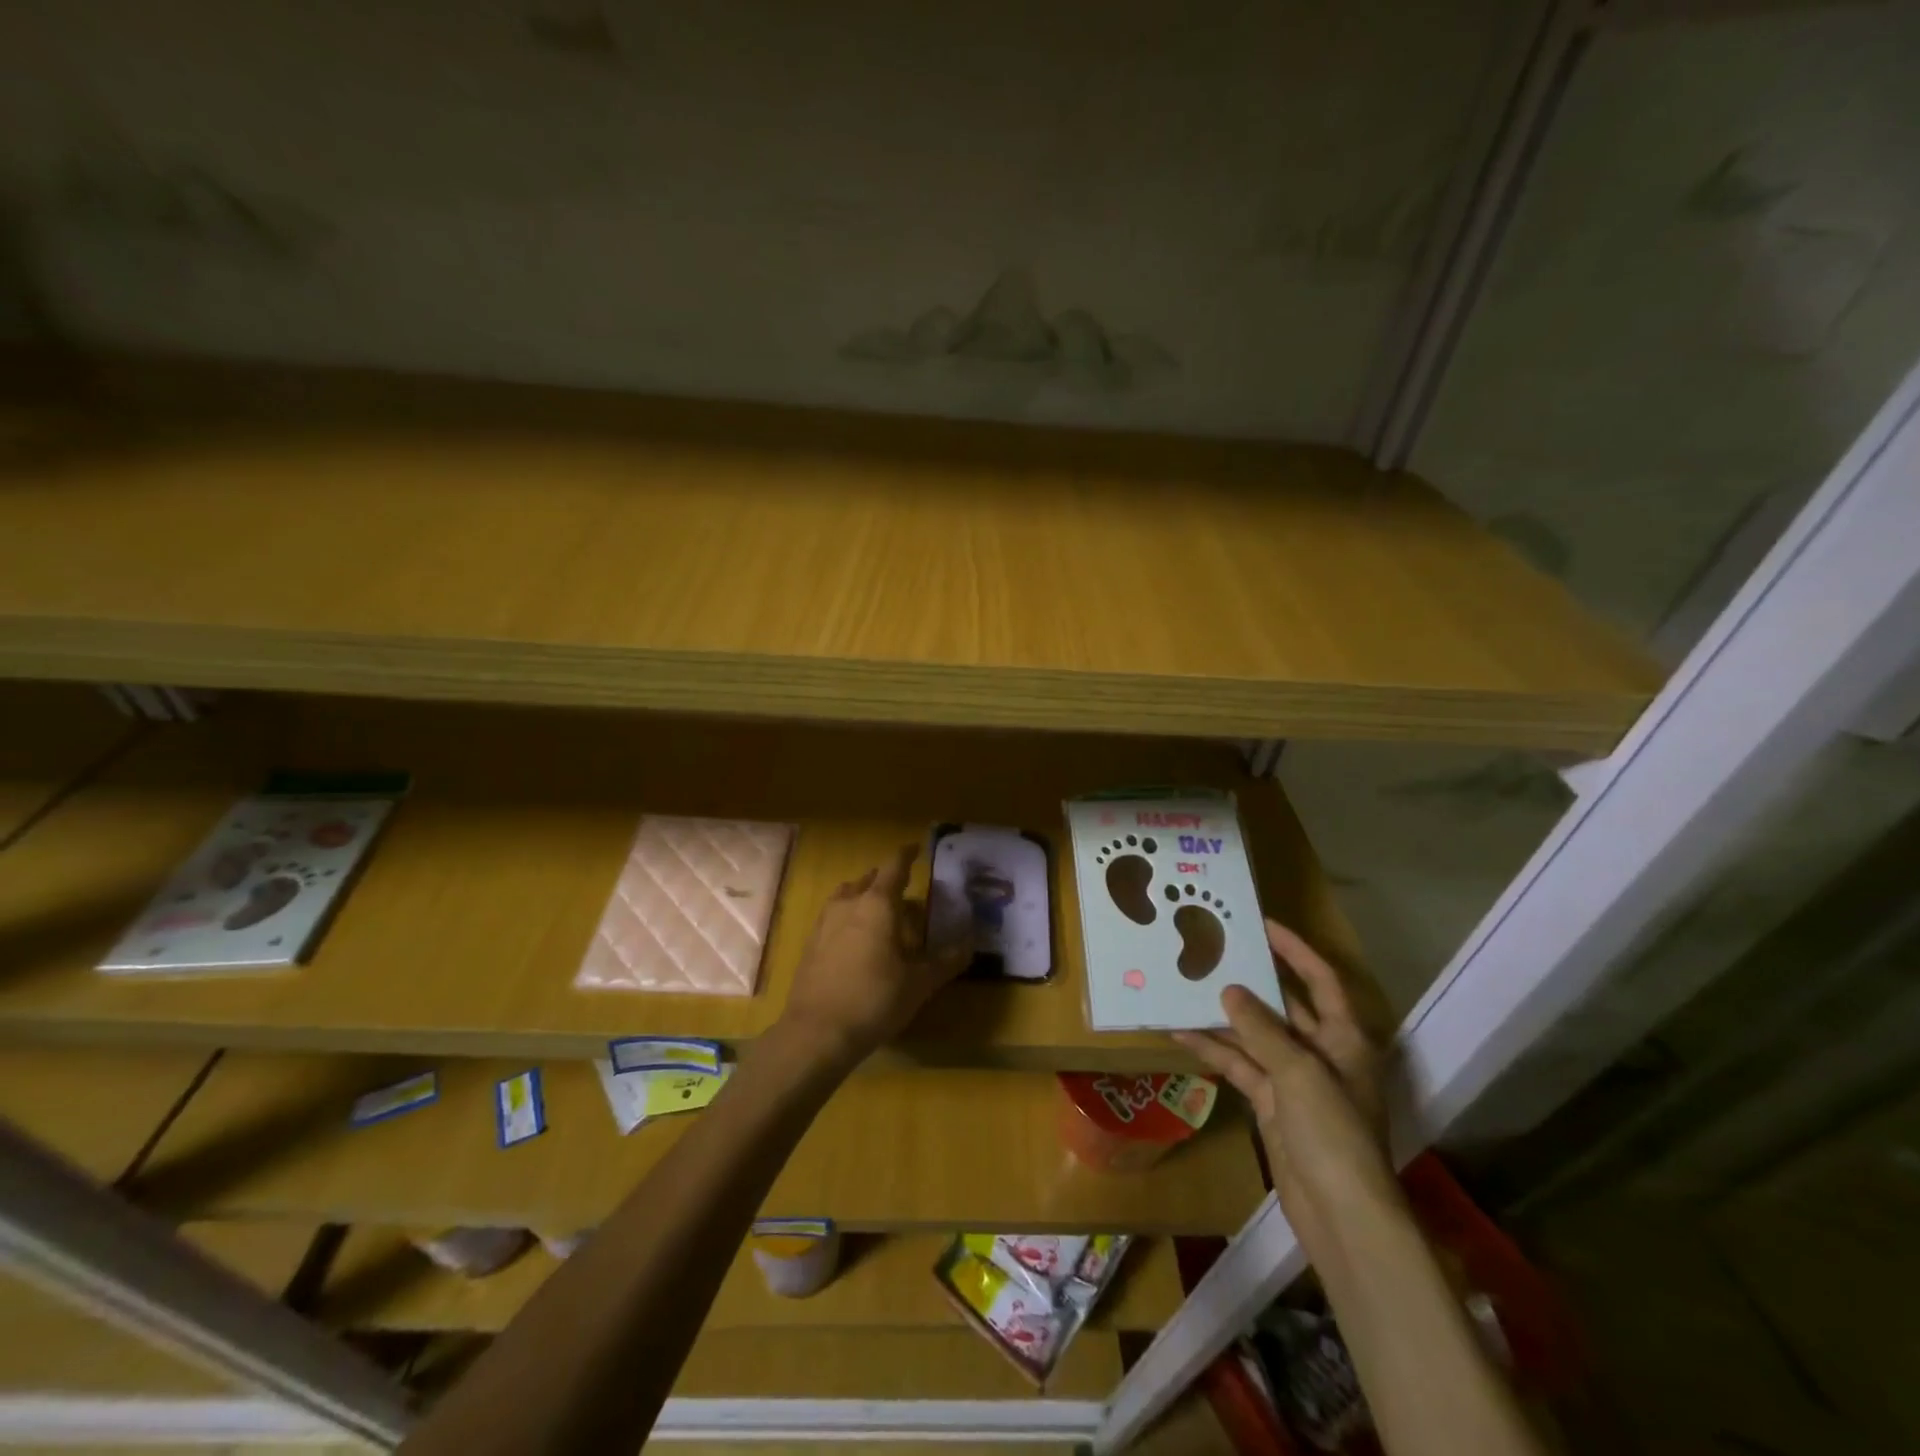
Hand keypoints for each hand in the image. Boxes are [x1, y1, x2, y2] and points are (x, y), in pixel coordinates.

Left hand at [778, 844, 969, 1067]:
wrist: (817, 1032)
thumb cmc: (875, 999)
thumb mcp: (919, 983)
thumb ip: (944, 962)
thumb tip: (968, 947)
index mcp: (877, 904)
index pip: (894, 867)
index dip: (907, 856)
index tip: (916, 849)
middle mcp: (848, 904)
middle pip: (868, 880)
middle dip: (885, 880)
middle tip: (903, 890)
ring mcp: (824, 923)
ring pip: (846, 897)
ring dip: (863, 897)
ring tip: (878, 912)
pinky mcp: (810, 945)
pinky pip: (832, 918)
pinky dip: (847, 918)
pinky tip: (855, 940)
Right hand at [1175, 920, 1398, 1250]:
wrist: (1342, 1214)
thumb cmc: (1333, 1132)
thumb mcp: (1298, 1072)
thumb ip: (1261, 1029)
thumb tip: (1229, 989)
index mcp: (1344, 1038)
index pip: (1321, 979)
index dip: (1295, 950)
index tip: (1261, 924)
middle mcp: (1321, 1052)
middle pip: (1284, 1006)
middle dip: (1252, 981)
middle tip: (1215, 951)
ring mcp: (1295, 1079)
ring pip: (1256, 1036)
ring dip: (1225, 1017)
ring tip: (1188, 987)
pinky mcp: (1273, 1104)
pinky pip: (1241, 1067)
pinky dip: (1216, 1051)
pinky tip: (1183, 1034)